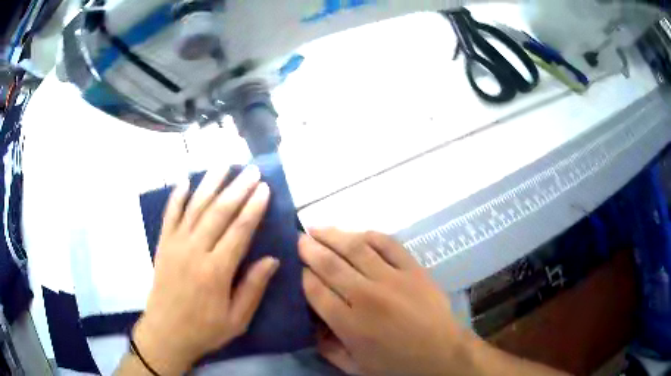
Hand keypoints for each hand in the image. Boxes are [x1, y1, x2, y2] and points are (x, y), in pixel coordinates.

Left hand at [132, 166, 278, 374]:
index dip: (253, 208)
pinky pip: (170, 215)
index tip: (264, 188)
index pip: (239, 231)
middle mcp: (195, 251)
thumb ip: (253, 288)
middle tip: (251, 170)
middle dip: (237, 189)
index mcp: (216, 271)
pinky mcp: (163, 245)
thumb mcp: (237, 319)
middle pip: (219, 213)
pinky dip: (177, 197)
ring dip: (210, 184)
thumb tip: (273, 259)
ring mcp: (176, 245)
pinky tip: (185, 181)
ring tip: (224, 165)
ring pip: (195, 207)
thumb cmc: (205, 329)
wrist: (166, 333)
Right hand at [299, 229, 473, 375]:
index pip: (314, 289)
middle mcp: (366, 296)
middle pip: (329, 264)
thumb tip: (310, 325)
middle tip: (296, 237)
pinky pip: (388, 244)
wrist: (442, 355)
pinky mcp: (413, 269)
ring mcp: (392, 279)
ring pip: (355, 248)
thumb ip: (327, 347)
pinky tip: (357, 233)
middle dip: (308, 248)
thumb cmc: (396, 365)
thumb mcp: (354, 367)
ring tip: (317, 228)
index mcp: (349, 324)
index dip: (300, 274)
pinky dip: (370, 235)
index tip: (294, 265)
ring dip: (333, 235)